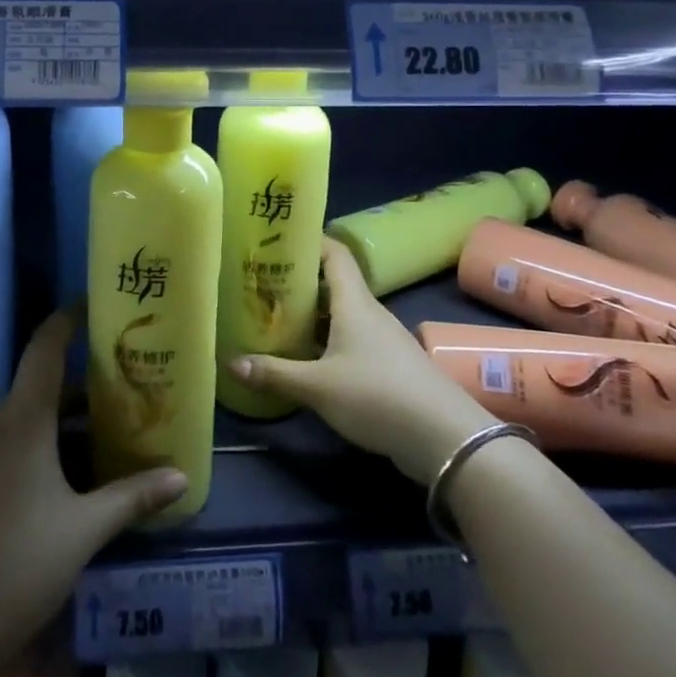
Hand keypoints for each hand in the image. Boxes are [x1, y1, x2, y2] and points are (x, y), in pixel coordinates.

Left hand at [0, 311, 185, 676]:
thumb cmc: (12, 568)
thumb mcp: (82, 532)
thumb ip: (131, 498)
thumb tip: (181, 476)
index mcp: (21, 420)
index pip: (45, 347)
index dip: (68, 320)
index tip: (96, 305)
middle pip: (43, 387)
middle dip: (86, 386)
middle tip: (130, 387)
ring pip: (28, 421)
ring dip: (66, 423)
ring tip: (110, 435)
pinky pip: (11, 448)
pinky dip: (43, 448)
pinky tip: (69, 480)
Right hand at [230, 237, 495, 483]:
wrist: (443, 437)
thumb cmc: (376, 395)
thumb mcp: (318, 387)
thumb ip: (275, 373)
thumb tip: (231, 362)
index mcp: (354, 302)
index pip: (334, 254)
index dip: (310, 241)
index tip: (279, 239)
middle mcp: (370, 312)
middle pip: (334, 284)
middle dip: (300, 282)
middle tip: (263, 285)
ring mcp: (383, 339)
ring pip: (342, 315)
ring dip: (313, 315)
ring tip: (277, 320)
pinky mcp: (389, 365)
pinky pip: (351, 340)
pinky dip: (328, 341)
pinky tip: (308, 359)